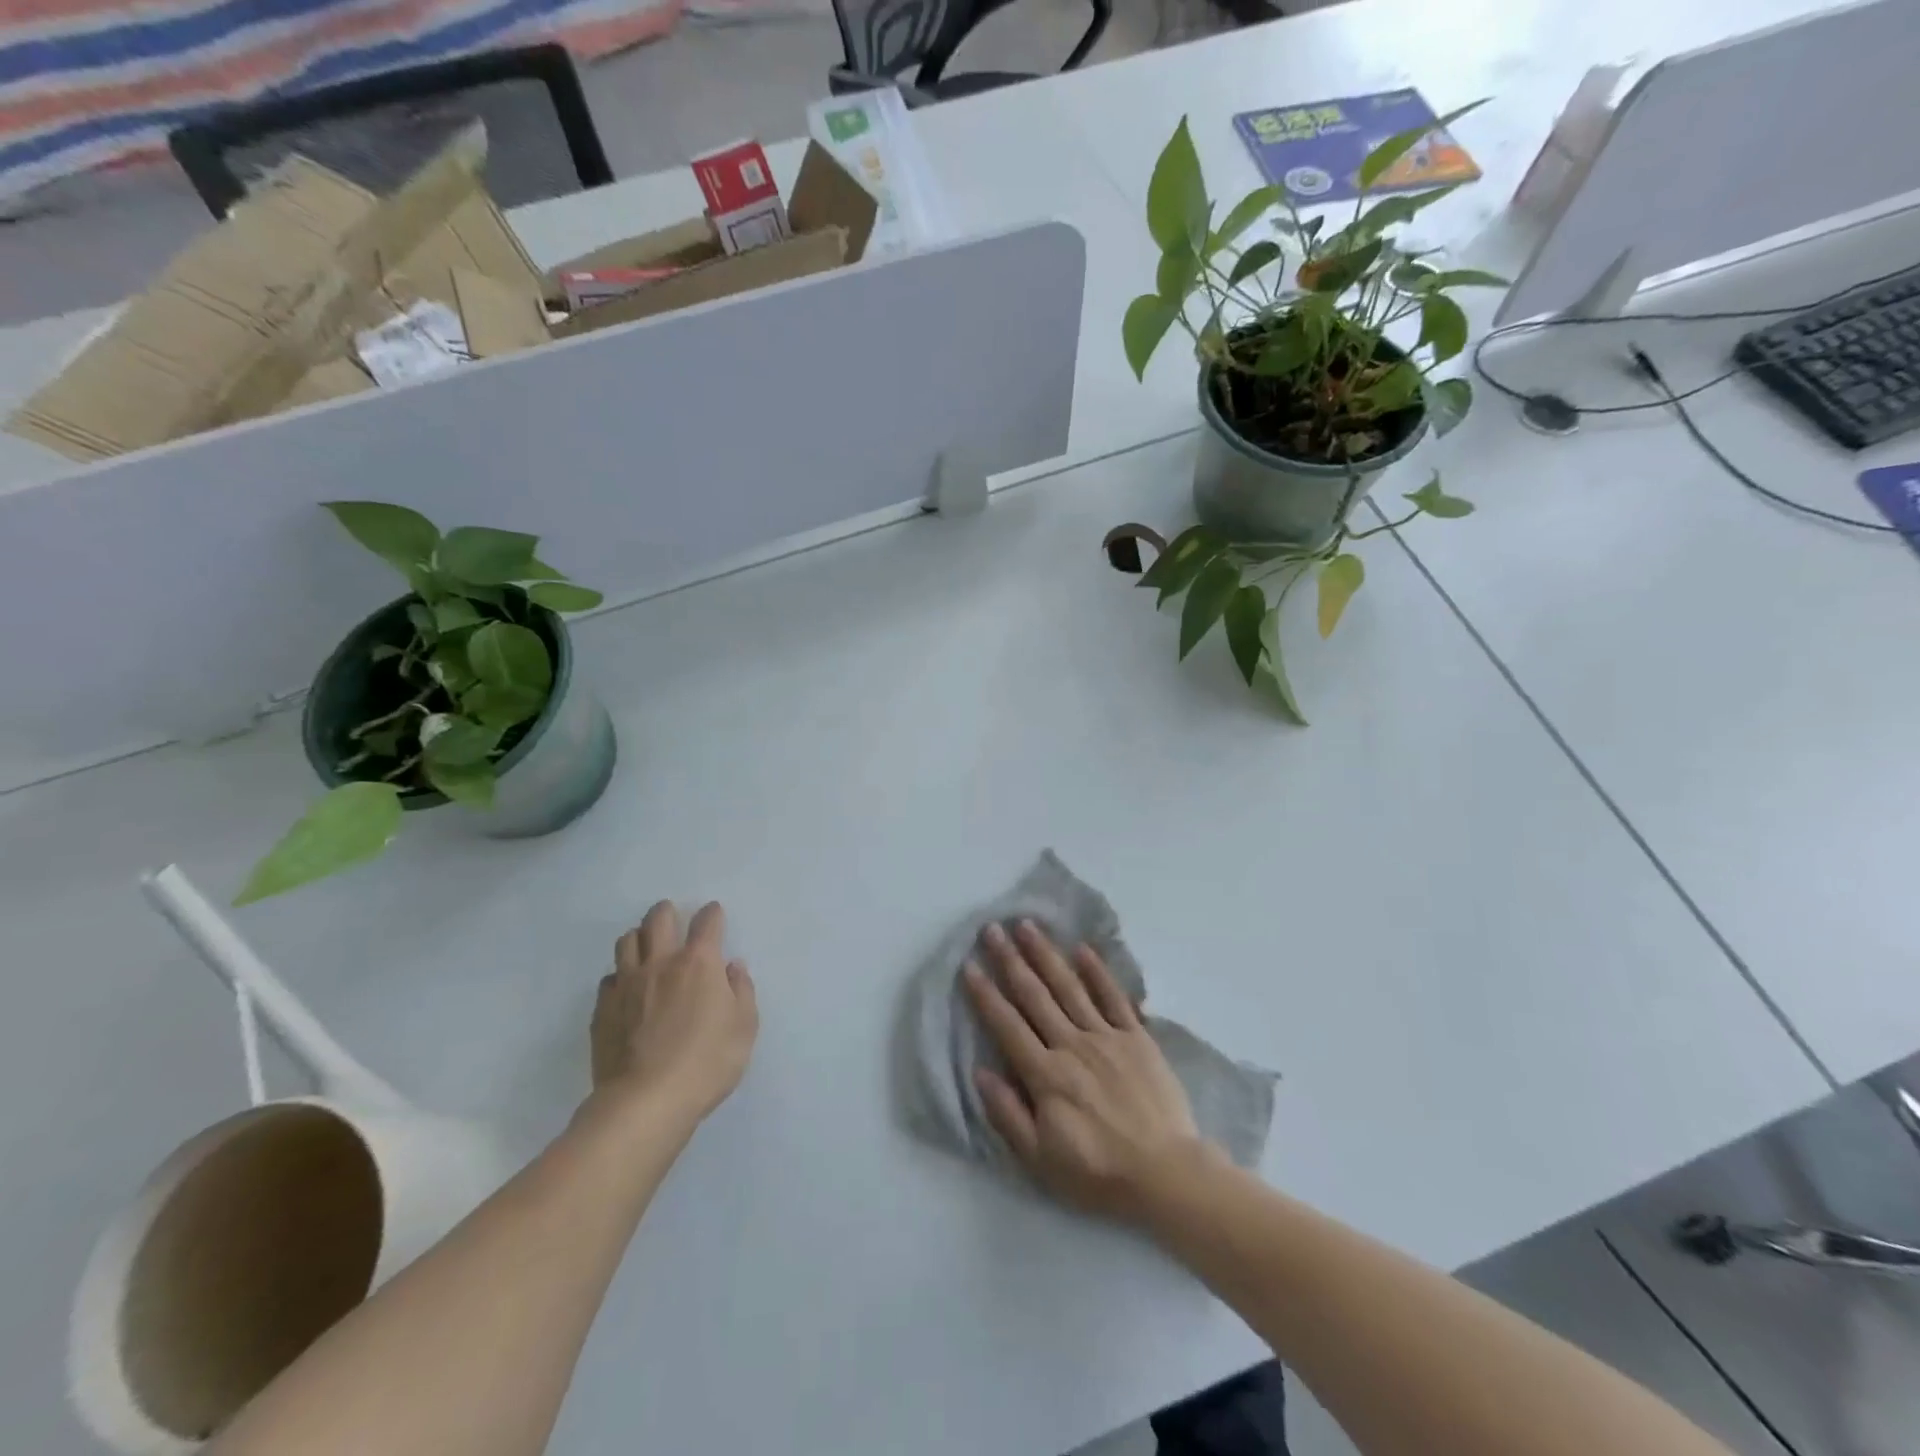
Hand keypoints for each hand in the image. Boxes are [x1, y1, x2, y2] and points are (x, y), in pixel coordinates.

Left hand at [591, 900, 757, 1123]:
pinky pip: (609, 978)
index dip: (712, 914)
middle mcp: (661, 963)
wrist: (645, 1101)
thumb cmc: (706, 1062)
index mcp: (699, 963)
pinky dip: (620, 976)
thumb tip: (732, 968)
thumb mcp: (744, 1027)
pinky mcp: (603, 1009)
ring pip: (627, 942)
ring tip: (646, 946)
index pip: (707, 923)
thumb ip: (741, 991)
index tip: (714, 914)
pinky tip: (627, 989)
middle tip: (672, 917)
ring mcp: (627, 985)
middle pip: (658, 920)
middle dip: (666, 911)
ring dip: (639, 937)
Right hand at [964, 920, 1208, 1223]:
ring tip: (1028, 926)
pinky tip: (1083, 949)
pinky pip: (1114, 997)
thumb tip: (980, 1072)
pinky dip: (1098, 972)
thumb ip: (1007, 1113)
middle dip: (1010, 960)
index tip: (969, 965)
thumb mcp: (1041, 1159)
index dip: (986, 994)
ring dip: (1046, 954)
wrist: (1167, 1174)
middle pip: (1035, 995)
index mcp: (1046, 1074)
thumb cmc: (1098, 1172)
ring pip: (1069, 987)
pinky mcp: (1137, 1038)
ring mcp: (1107, 1037)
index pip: (1007, 1025)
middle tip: (992, 929)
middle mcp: (1072, 1045)